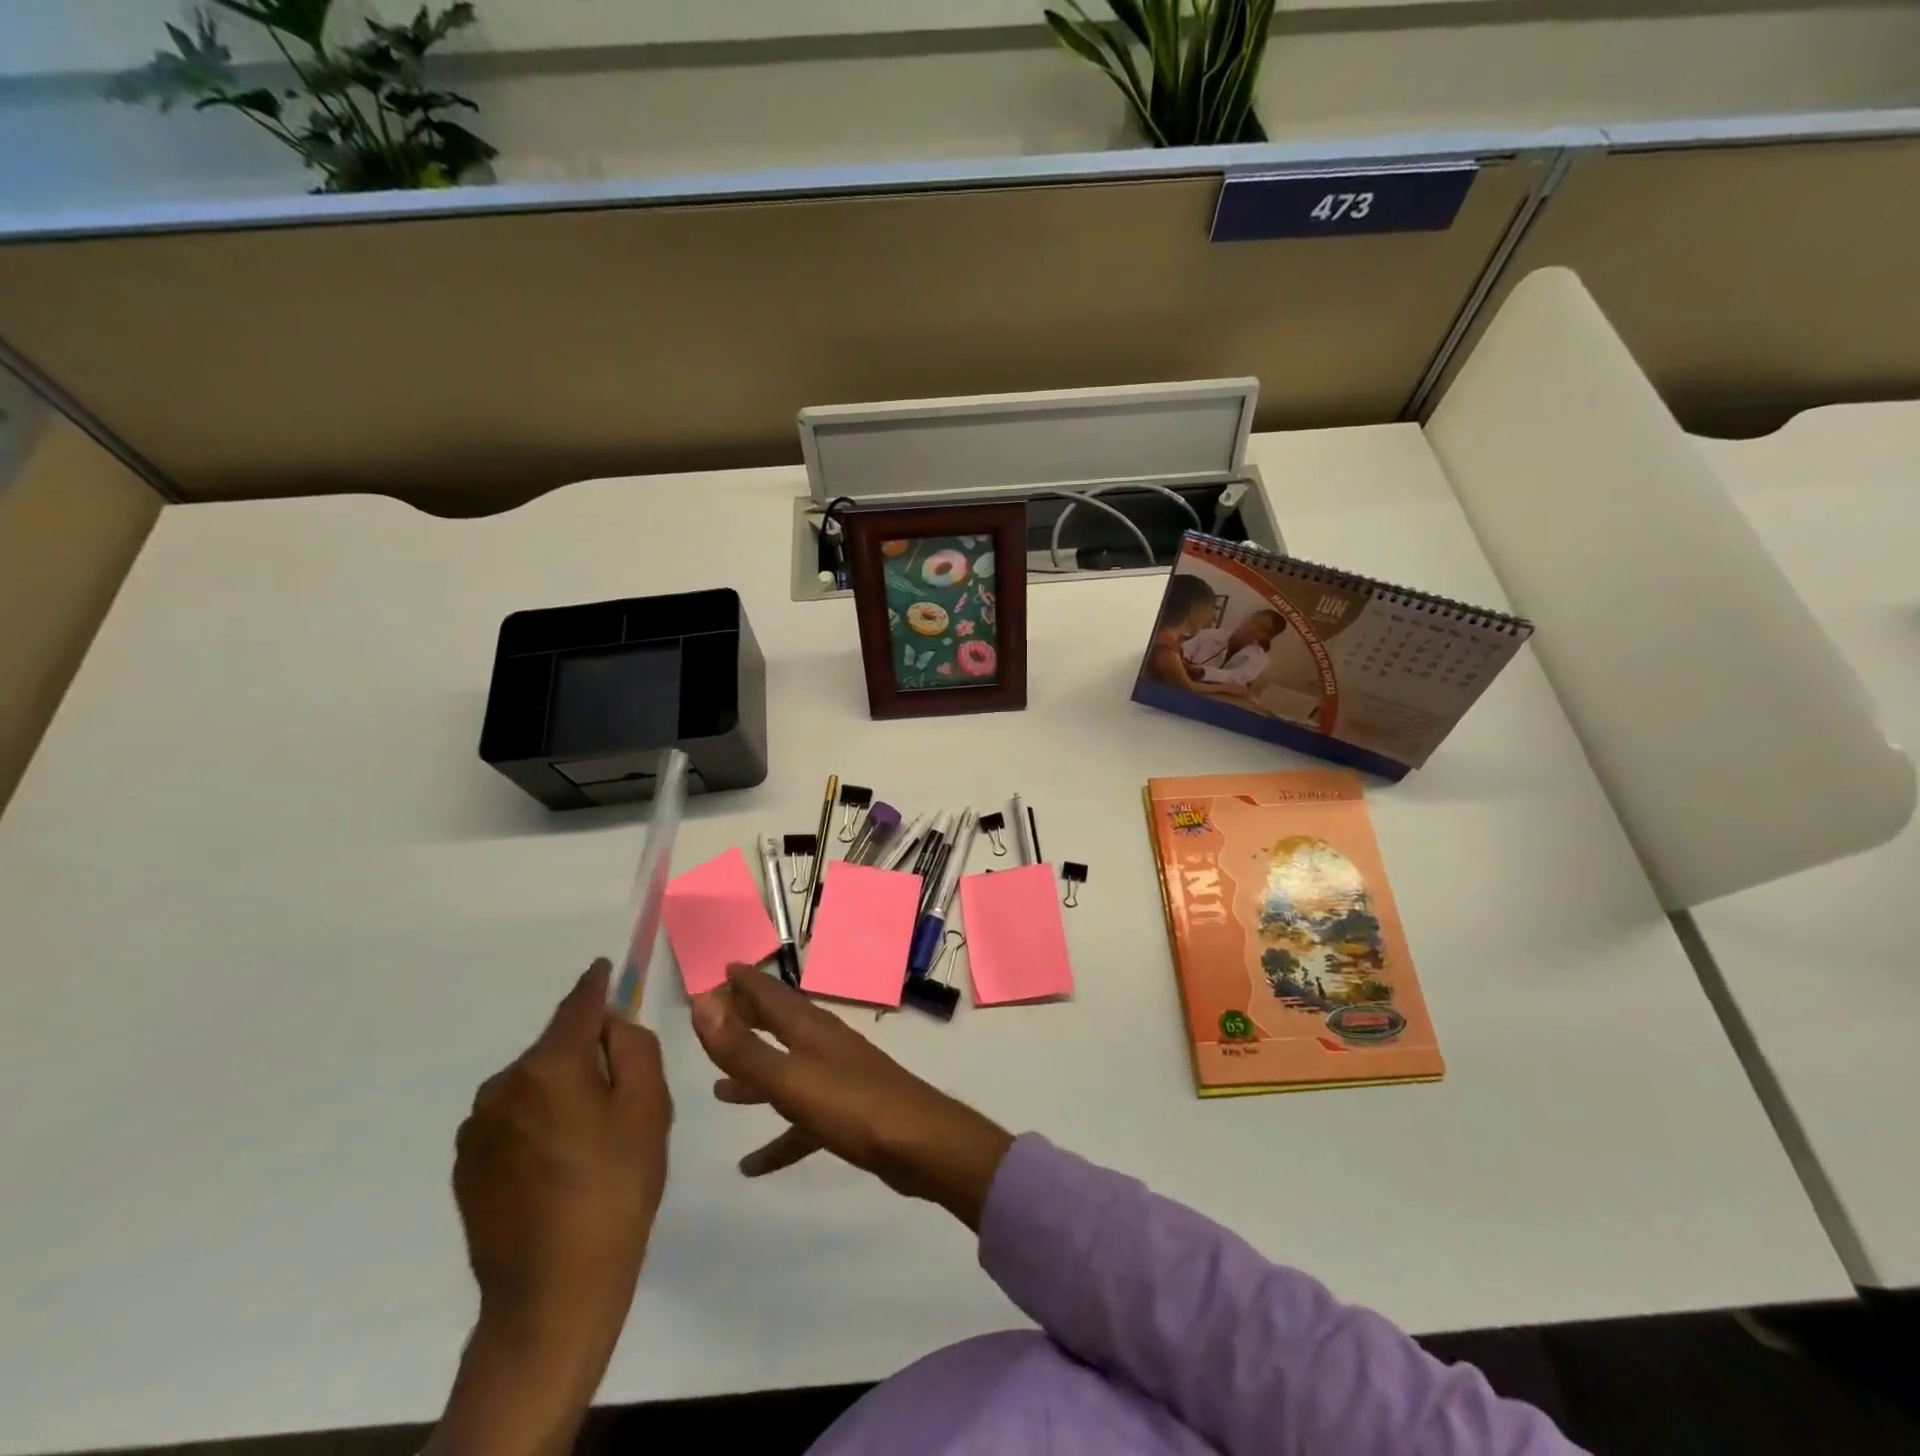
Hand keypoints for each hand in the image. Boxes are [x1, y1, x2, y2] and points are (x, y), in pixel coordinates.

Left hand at [431, 960, 671, 1455]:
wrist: (553, 1291)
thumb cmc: (616, 1187)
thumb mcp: (649, 1108)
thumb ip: (634, 1047)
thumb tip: (611, 1023)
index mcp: (548, 1066)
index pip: (578, 1005)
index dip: (597, 983)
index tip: (605, 966)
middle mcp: (502, 1086)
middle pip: (556, 1047)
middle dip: (586, 1052)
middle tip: (622, 1093)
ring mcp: (476, 1128)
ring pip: (533, 1084)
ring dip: (561, 1090)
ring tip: (590, 1138)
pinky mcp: (465, 1165)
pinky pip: (512, 1119)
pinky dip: (538, 1122)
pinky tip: (559, 1164)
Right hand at [691, 964, 1012, 1230]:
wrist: (918, 1144)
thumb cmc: (851, 1105)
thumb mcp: (788, 1078)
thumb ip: (742, 1047)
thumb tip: (702, 1002)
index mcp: (810, 1029)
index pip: (771, 995)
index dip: (746, 982)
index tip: (722, 968)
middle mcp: (823, 1046)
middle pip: (779, 1026)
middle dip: (747, 1021)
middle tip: (715, 1018)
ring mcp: (836, 1079)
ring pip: (786, 1071)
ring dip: (755, 1077)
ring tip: (719, 1090)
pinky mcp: (846, 1115)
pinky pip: (800, 1122)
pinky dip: (777, 1139)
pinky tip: (751, 1165)